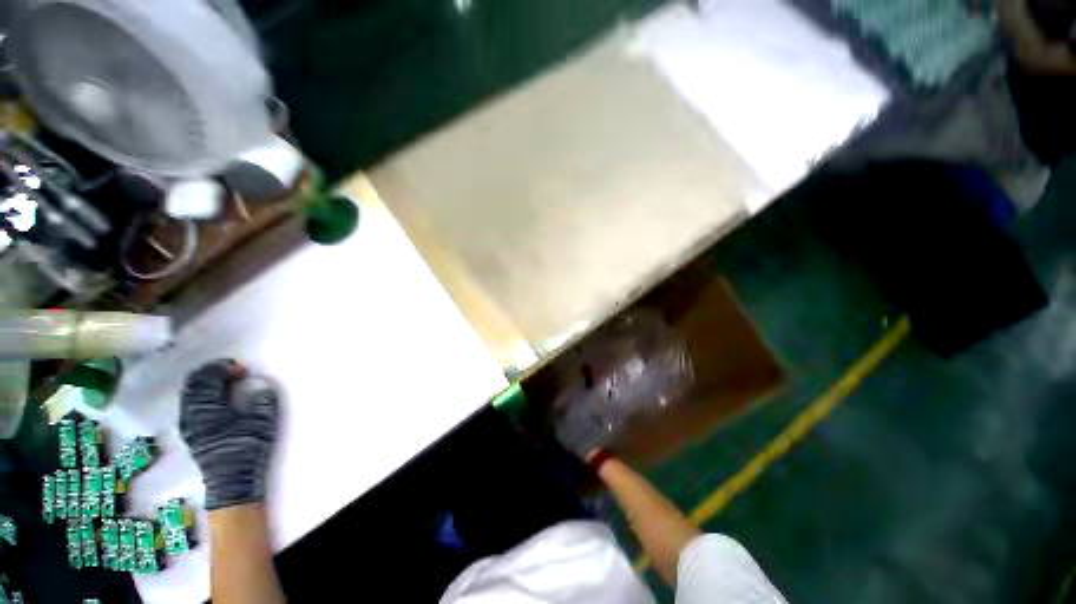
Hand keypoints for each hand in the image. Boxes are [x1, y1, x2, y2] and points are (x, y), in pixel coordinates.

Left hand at [180, 359, 278, 510]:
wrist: (232, 481)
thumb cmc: (247, 448)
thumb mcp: (261, 421)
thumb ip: (262, 399)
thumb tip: (261, 383)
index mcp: (207, 407)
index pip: (208, 378)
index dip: (224, 368)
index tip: (243, 369)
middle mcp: (192, 413)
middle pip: (194, 383)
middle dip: (212, 372)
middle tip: (233, 371)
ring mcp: (188, 423)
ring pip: (189, 394)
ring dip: (205, 383)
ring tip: (225, 383)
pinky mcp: (191, 432)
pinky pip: (190, 404)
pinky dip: (201, 395)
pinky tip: (216, 400)